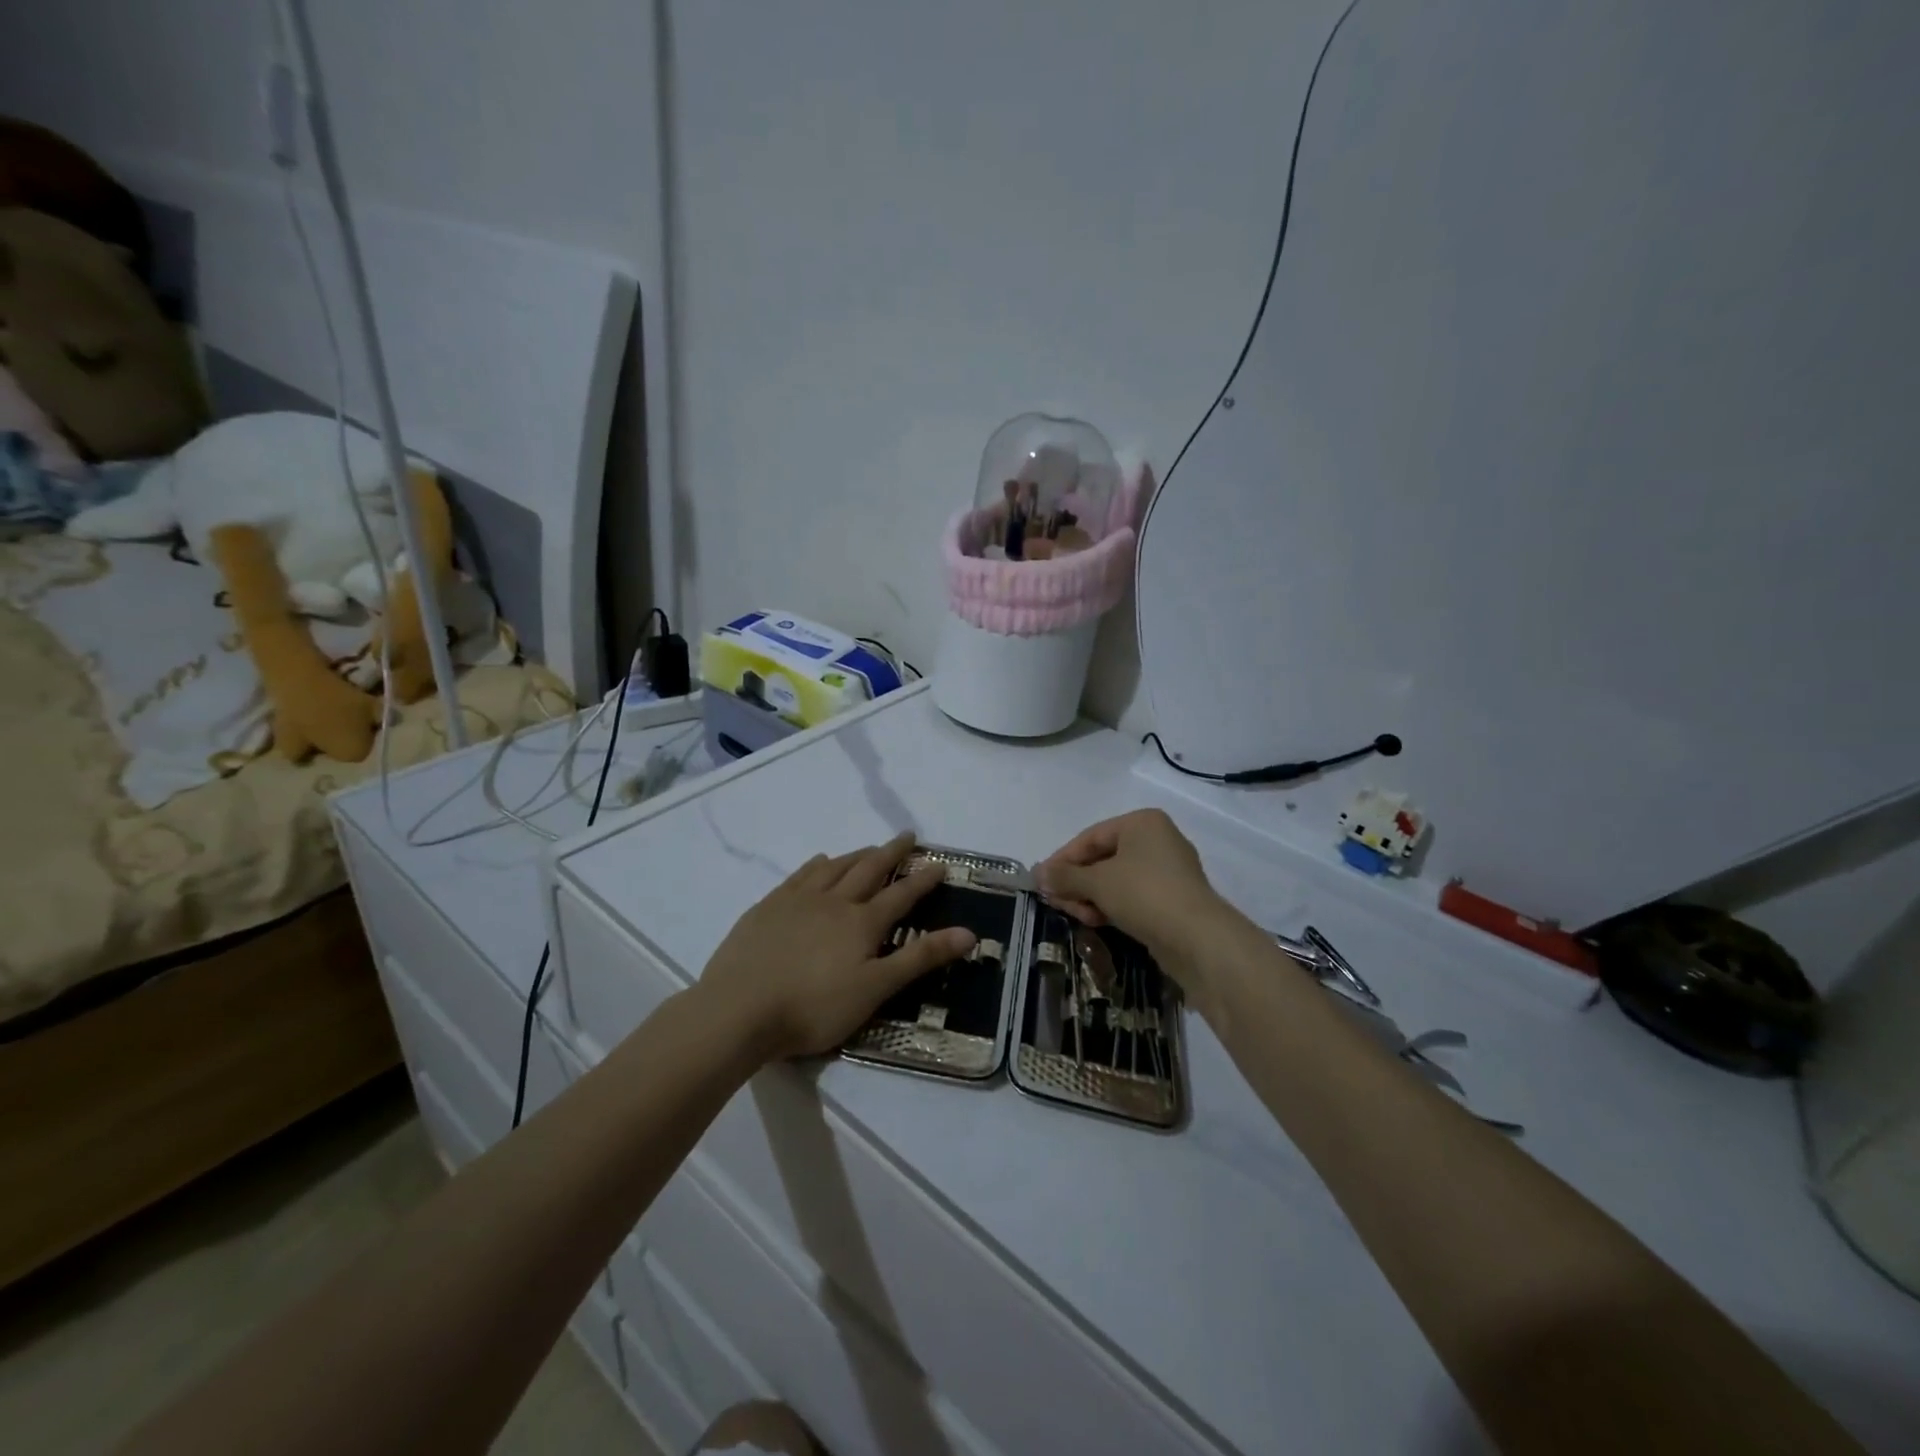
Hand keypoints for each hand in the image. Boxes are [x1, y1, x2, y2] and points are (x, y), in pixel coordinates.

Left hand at [698, 833, 975, 1062]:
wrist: (738, 1010)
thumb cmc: (813, 1007)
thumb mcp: (875, 989)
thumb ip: (920, 959)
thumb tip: (969, 933)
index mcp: (862, 923)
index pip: (901, 894)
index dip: (923, 879)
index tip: (940, 863)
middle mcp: (833, 901)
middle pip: (868, 869)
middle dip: (892, 853)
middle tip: (907, 836)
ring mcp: (798, 900)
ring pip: (834, 867)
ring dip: (857, 854)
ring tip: (870, 848)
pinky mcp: (768, 907)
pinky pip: (800, 875)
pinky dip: (817, 864)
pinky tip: (819, 861)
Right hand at [1037, 809, 1230, 965]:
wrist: (1198, 939)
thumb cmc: (1144, 894)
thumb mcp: (1096, 882)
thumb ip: (1064, 876)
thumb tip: (1037, 873)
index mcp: (1142, 823)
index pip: (1090, 837)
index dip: (1062, 860)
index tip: (1042, 883)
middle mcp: (1157, 840)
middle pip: (1102, 859)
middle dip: (1077, 883)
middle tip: (1057, 904)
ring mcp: (1169, 871)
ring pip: (1116, 880)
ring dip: (1092, 897)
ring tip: (1079, 917)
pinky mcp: (1174, 900)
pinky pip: (1133, 897)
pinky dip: (1113, 906)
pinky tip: (1099, 922)